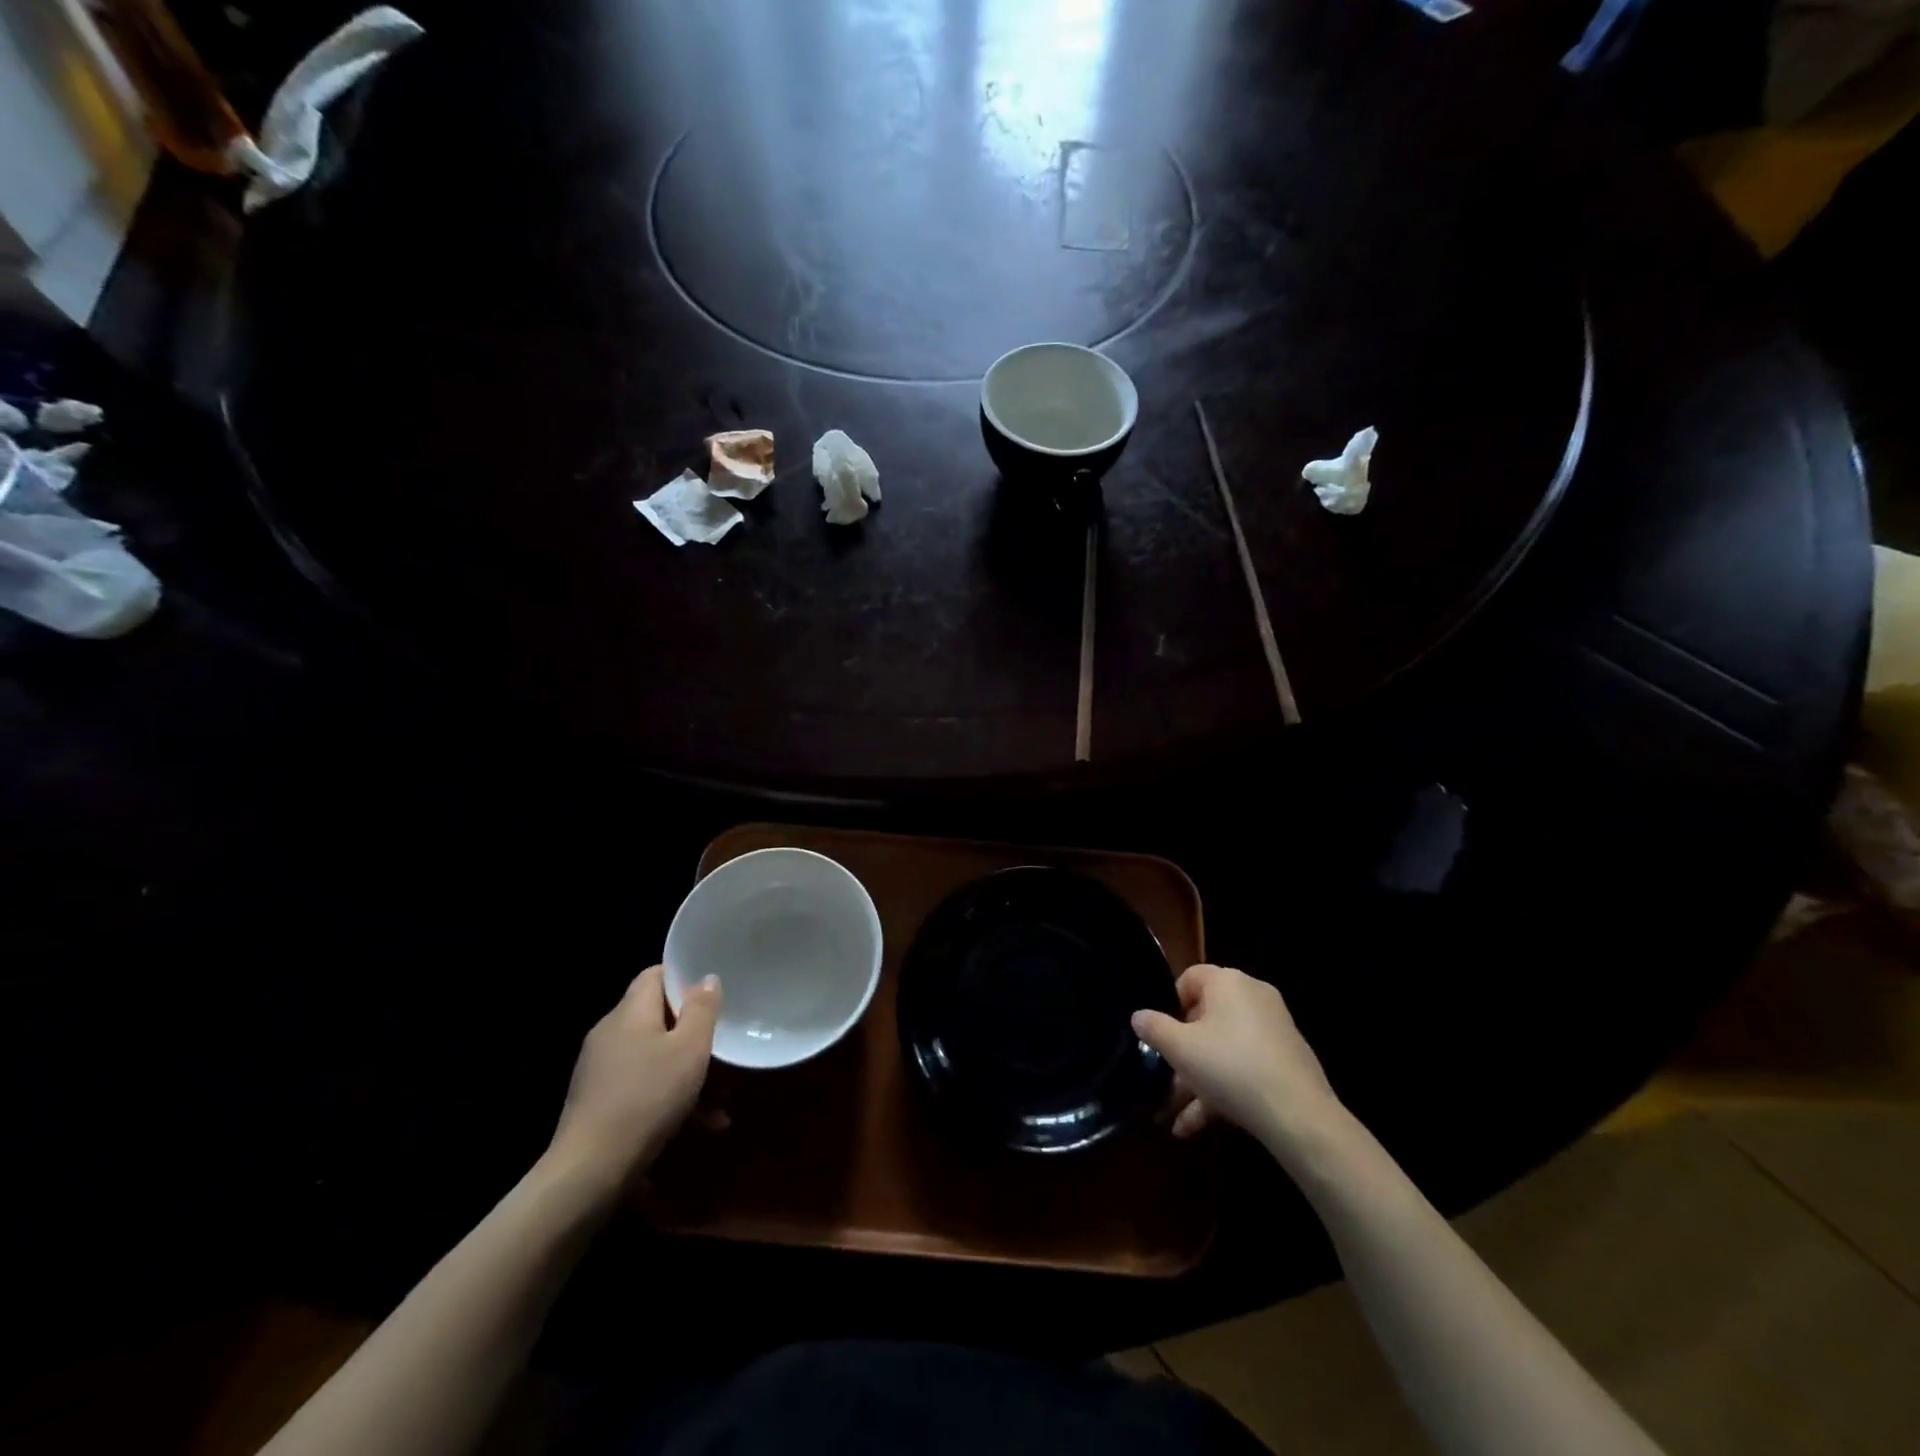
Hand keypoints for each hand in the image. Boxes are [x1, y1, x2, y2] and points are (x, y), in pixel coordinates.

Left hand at [546, 965, 720, 1190]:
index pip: (655, 975)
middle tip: (726, 1051)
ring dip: (689, 1075)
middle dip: (695, 1036)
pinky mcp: (598, 1104)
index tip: (714, 992)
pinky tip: (701, 1127)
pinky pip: (643, 1088)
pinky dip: (671, 1099)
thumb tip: (706, 978)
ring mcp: (601, 1071)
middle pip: (658, 1019)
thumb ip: (702, 1010)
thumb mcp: (689, 1050)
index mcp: (629, 1012)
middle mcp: (610, 1034)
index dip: (684, 977)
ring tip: (723, 1103)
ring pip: (655, 1058)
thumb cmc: (647, 1098)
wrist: (589, 1172)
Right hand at [1133, 964, 1340, 1147]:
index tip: (1160, 1034)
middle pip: (1206, 1018)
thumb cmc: (1230, 1067)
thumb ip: (1154, 1028)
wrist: (1298, 1115)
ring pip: (1223, 1049)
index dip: (1170, 1003)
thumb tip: (1138, 1016)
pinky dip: (1222, 1090)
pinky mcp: (1286, 1061)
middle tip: (1165, 1078)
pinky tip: (1198, 1125)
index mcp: (1228, 982)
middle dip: (1182, 1053)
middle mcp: (1253, 997)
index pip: (1190, 977)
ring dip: (1197, 1080)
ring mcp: (1273, 1029)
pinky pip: (1244, 1067)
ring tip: (1175, 1117)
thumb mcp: (1180, 1049)